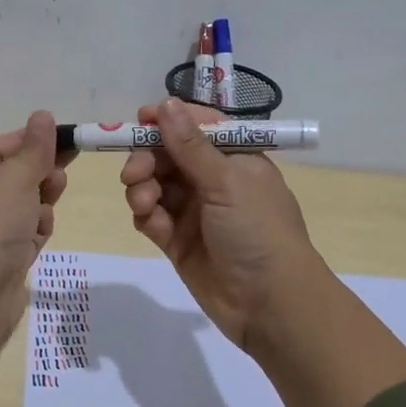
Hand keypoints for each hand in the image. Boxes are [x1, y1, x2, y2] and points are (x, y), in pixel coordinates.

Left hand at [0, 111, 74, 283]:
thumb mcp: (13, 179)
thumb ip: (33, 149)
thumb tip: (43, 116)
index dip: (26, 142)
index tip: (61, 138)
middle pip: (8, 180)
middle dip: (37, 174)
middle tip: (62, 173)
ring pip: (19, 208)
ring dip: (39, 203)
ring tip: (50, 204)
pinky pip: (21, 236)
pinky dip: (34, 231)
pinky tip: (40, 235)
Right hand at [120, 98, 319, 347]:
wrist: (270, 304)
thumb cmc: (258, 232)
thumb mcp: (227, 182)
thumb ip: (190, 145)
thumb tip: (165, 102)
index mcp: (235, 158)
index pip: (196, 127)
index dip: (168, 121)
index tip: (139, 120)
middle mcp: (214, 180)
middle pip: (168, 155)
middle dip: (146, 158)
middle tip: (134, 173)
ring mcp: (195, 211)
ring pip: (155, 185)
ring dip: (142, 188)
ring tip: (144, 203)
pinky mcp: (178, 241)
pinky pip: (152, 217)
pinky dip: (146, 215)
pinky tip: (151, 223)